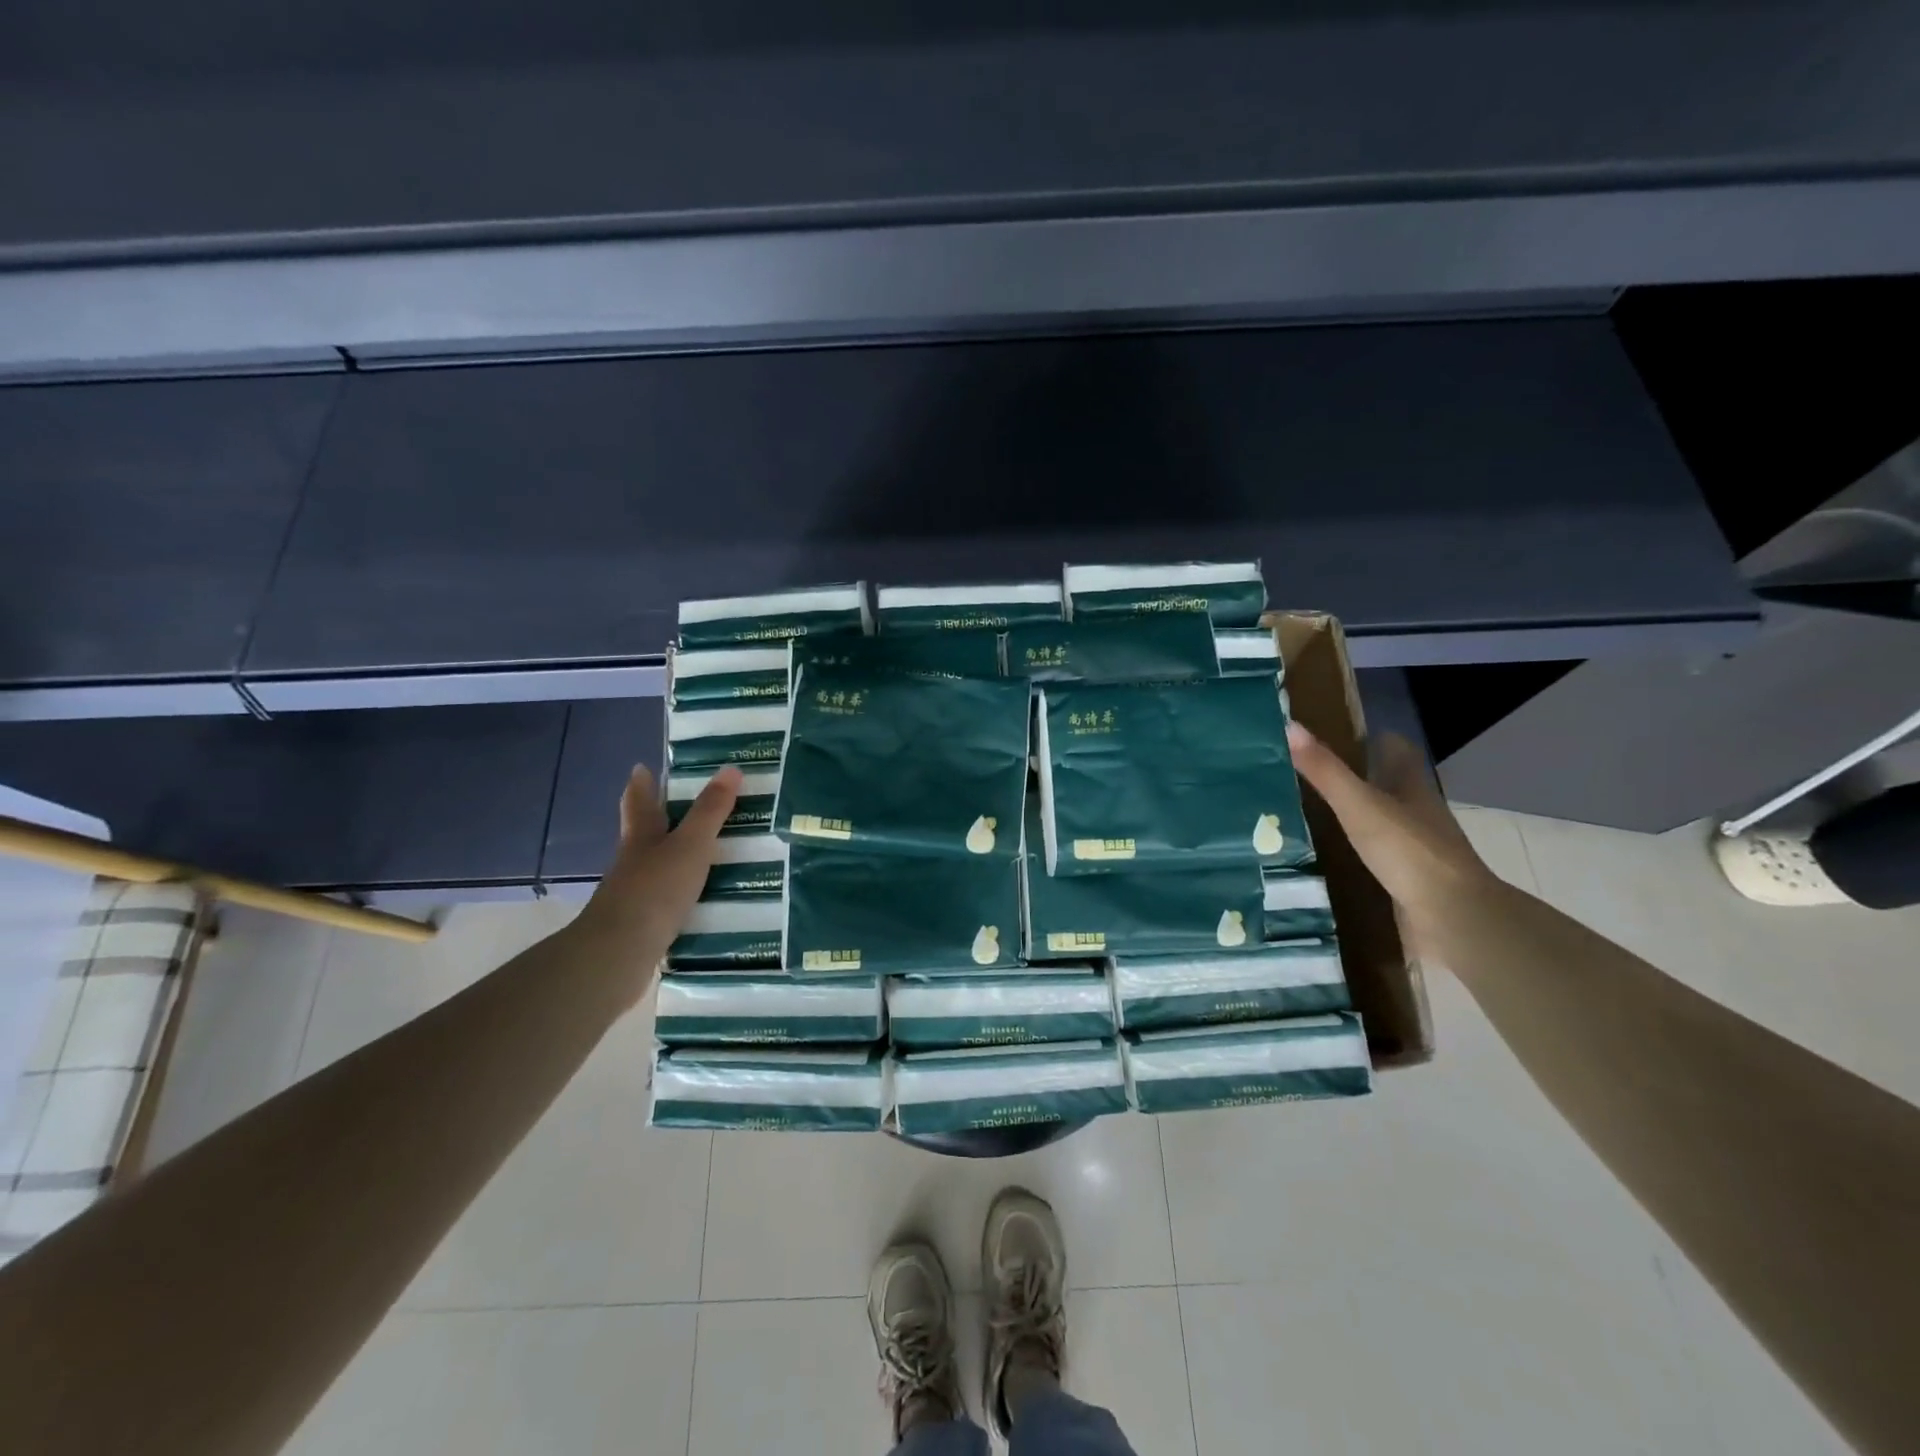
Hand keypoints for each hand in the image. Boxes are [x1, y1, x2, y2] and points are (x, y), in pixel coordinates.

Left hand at [573, 764, 740, 1006]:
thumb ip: (711, 811)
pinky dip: (684, 892)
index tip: (641, 768)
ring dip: (676, 857)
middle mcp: (634, 861)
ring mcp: (636, 894)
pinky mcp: (644, 923)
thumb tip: (730, 768)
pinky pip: (668, 898)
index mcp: (641, 836)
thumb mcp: (690, 845)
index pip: (640, 802)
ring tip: (709, 851)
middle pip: (644, 833)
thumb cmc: (655, 889)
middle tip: (683, 804)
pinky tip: (704, 896)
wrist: (620, 953)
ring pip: (658, 866)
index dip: (642, 784)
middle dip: (659, 818)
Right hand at [1285, 722, 1502, 951]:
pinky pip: (1380, 853)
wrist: (1452, 917)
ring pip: (1384, 819)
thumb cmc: (1408, 851)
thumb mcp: (1359, 805)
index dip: (1374, 739)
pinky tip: (1331, 854)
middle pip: (1391, 783)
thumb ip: (1325, 770)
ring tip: (1311, 811)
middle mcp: (1418, 811)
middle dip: (1359, 775)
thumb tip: (1290, 725)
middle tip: (1312, 773)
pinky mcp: (1410, 878)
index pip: (1397, 750)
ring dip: (1357, 813)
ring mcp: (1417, 847)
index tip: (1339, 734)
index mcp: (1411, 786)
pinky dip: (1358, 849)